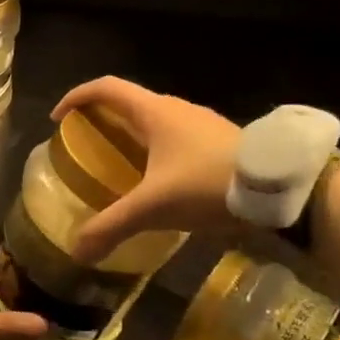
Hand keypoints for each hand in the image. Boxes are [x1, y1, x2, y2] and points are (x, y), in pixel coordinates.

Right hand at [51, 77, 240, 264]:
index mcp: (154, 112)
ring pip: (155, 121)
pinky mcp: (219, 142)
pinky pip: (176, 138)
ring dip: (131, 136)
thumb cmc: (207, 183)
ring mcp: (201, 124)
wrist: (281, 188)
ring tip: (119, 166)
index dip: (77, 97)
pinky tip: (159, 183)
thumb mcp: (153, 207)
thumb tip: (76, 251)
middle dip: (102, 120)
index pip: (106, 88)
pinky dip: (156, 151)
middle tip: (85, 147)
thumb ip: (112, 226)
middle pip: (128, 103)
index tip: (58, 119)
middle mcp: (176, 110)